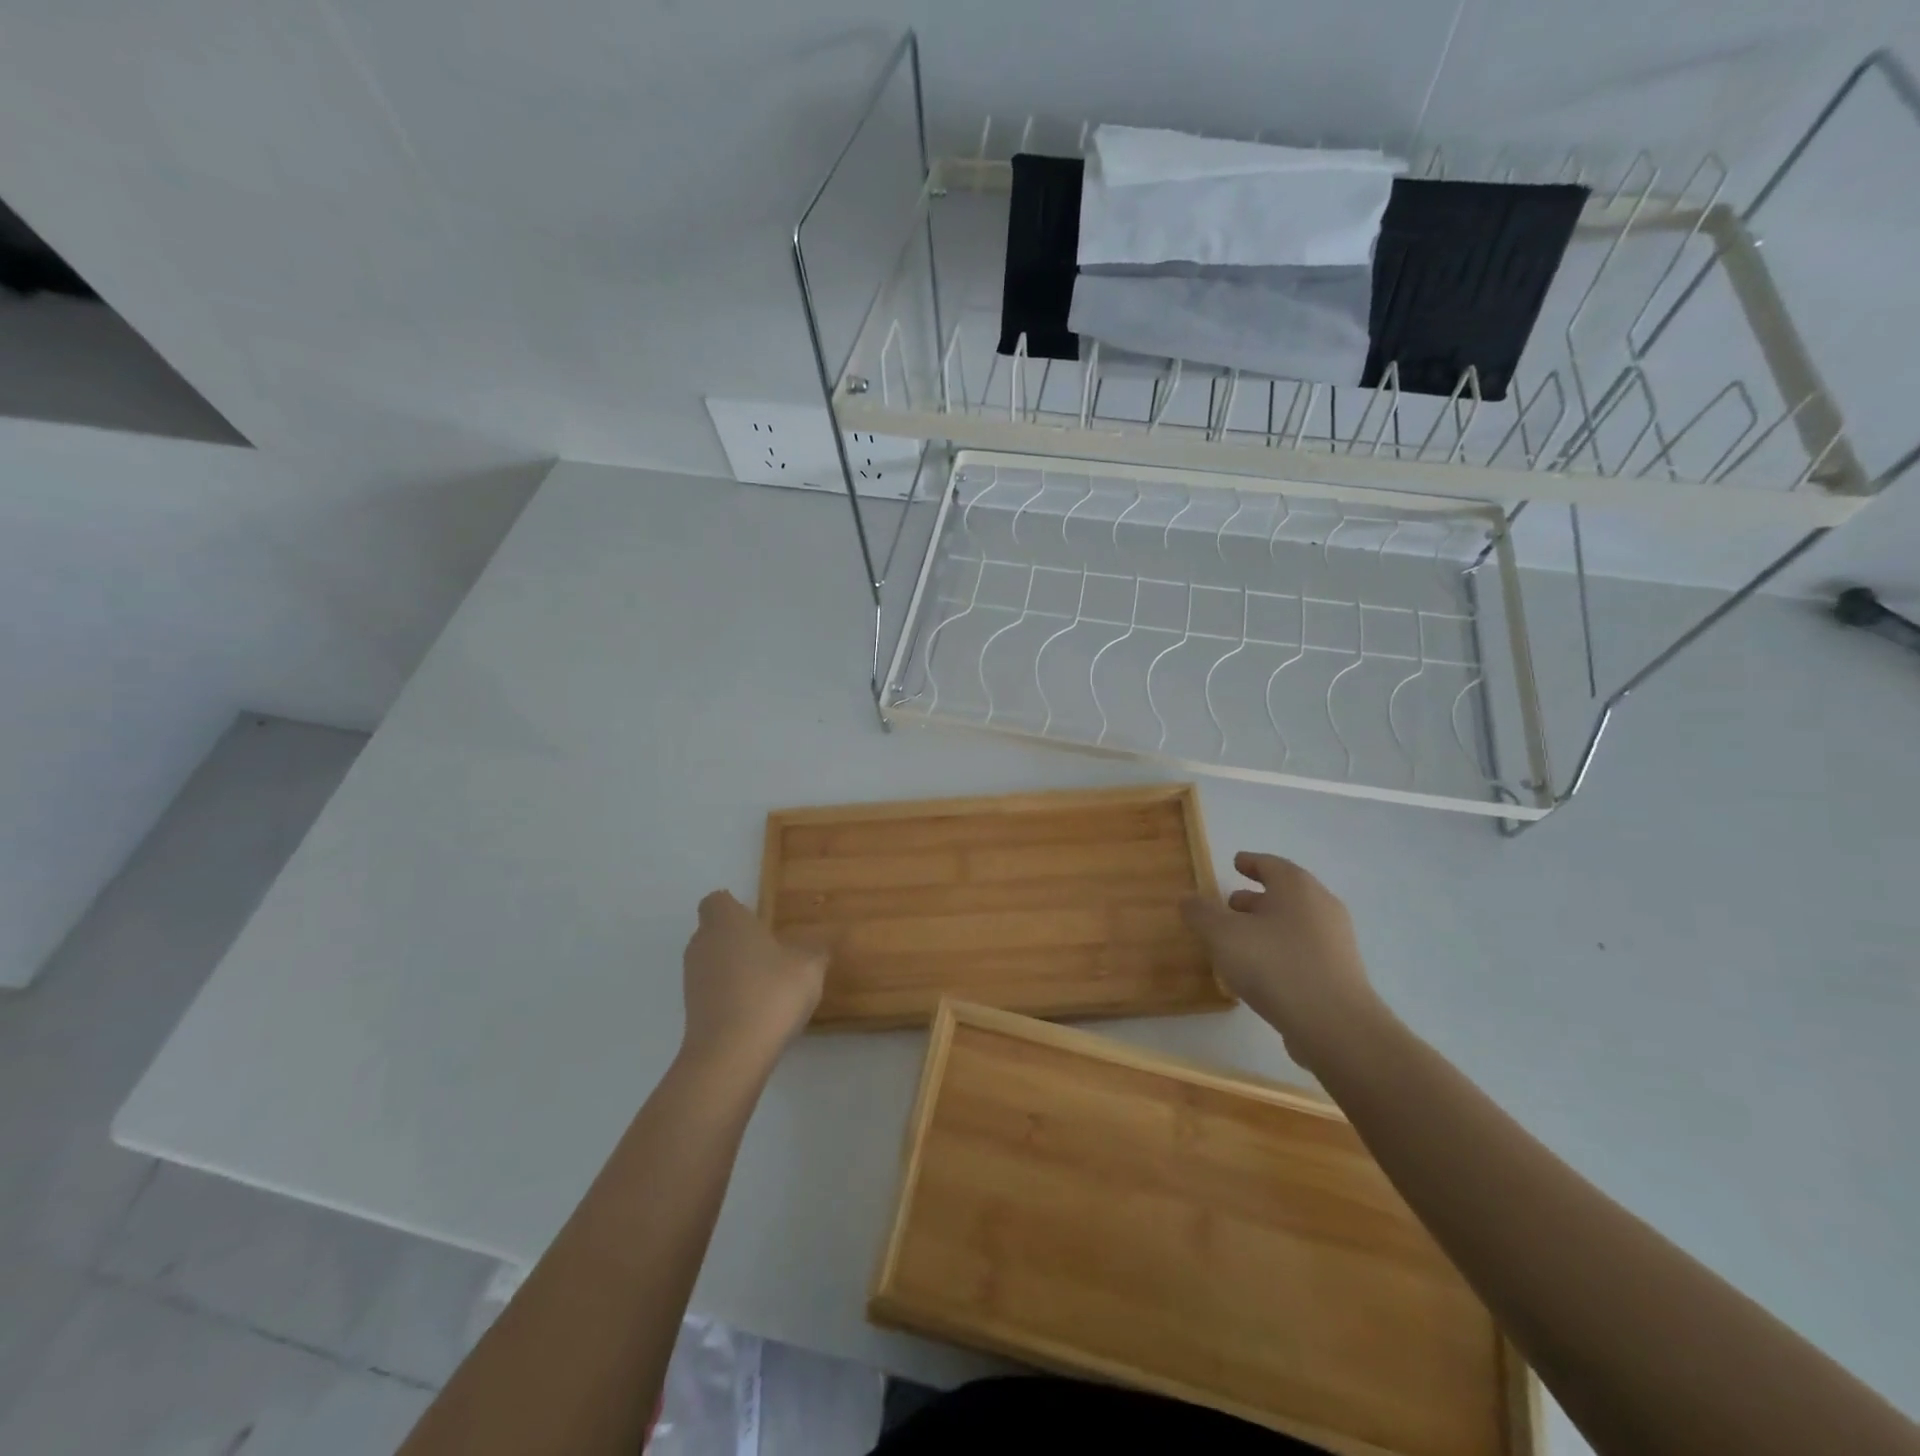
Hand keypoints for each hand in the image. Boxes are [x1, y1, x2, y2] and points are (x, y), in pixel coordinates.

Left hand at [679, 891, 825, 1076]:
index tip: (760, 923)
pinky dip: (728, 993)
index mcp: (727, 922)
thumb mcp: (809, 967)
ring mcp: (692, 978)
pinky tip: (756, 1010)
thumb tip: (819, 945)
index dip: (736, 908)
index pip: (717, 901)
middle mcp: (702, 943)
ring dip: (734, 967)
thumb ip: (815, 950)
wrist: (730, 1055)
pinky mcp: (690, 1009)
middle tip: (771, 953)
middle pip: (714, 930)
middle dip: (738, 938)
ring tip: (767, 985)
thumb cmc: (771, 994)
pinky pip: (712, 989)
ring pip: (712, 960)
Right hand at [1183, 852, 1385, 1073]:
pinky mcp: (1339, 973)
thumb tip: (1188, 899)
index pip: (1270, 864)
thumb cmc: (1275, 965)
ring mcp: (1335, 941)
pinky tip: (1260, 970)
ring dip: (1266, 926)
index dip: (1250, 862)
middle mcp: (1321, 906)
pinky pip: (1302, 950)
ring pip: (1293, 923)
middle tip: (1228, 905)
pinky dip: (1280, 950)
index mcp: (1297, 887)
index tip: (1235, 863)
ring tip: (1238, 941)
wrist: (1335, 1026)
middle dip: (1254, 898)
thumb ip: (1201, 913)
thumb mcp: (1223, 935)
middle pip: (1284, 893)